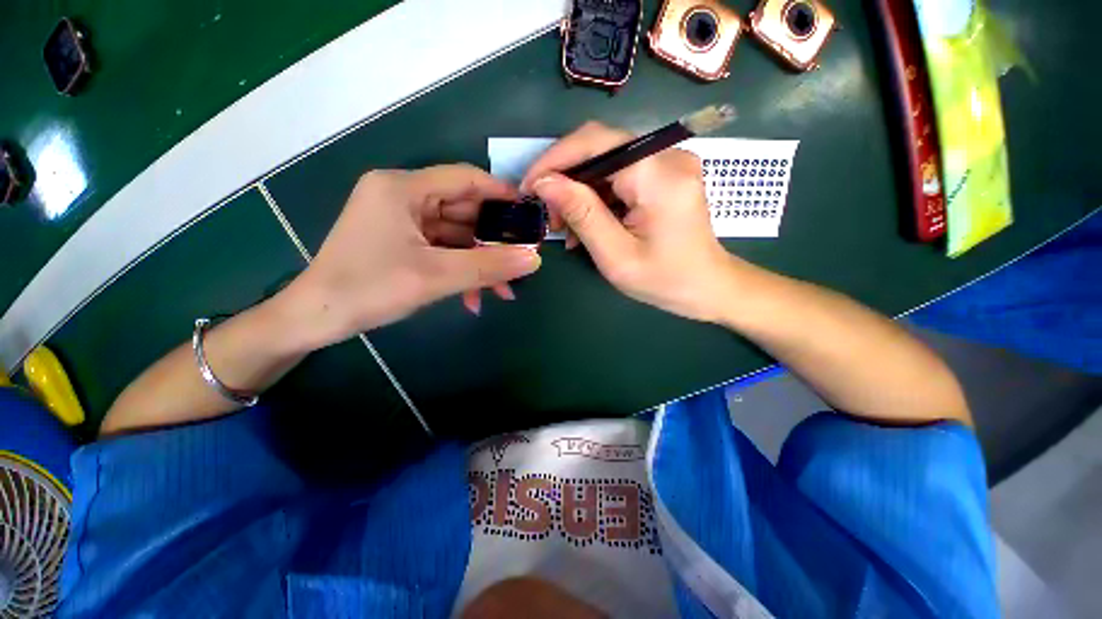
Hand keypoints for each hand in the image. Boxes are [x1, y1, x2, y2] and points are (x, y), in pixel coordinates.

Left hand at [279, 165, 541, 350]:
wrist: (316, 319)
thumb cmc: (369, 289)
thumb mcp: (436, 276)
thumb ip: (489, 266)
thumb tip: (534, 259)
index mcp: (402, 188)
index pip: (465, 179)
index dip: (501, 194)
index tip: (529, 214)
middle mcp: (402, 196)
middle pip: (463, 210)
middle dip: (493, 241)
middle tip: (521, 259)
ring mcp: (401, 220)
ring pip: (456, 235)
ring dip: (479, 262)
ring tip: (503, 290)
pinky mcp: (402, 241)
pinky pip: (442, 250)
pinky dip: (460, 269)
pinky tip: (474, 296)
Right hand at [522, 122, 738, 322]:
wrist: (709, 288)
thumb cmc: (666, 280)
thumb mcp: (616, 255)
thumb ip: (582, 214)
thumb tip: (545, 183)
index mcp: (658, 174)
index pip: (595, 142)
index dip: (555, 159)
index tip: (529, 186)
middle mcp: (667, 156)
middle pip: (599, 149)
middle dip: (565, 179)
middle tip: (548, 215)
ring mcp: (668, 163)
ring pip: (606, 163)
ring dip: (579, 192)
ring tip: (565, 227)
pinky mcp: (665, 175)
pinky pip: (620, 175)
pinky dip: (598, 197)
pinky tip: (588, 224)